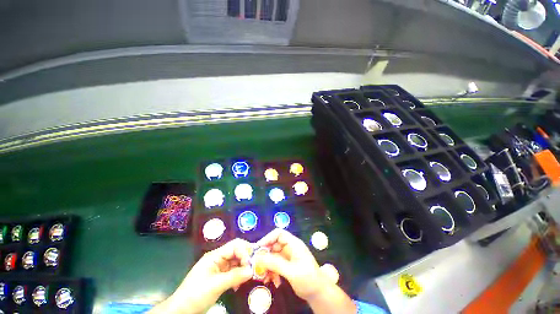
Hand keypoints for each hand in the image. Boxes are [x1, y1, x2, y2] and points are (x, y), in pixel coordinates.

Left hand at [149, 238, 252, 313]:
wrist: (181, 311)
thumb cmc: (195, 295)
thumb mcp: (215, 285)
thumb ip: (234, 276)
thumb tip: (251, 270)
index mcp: (215, 256)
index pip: (234, 246)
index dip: (244, 251)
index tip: (252, 262)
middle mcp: (218, 259)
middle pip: (236, 252)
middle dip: (246, 258)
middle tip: (254, 267)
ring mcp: (219, 268)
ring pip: (236, 262)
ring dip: (243, 268)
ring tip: (249, 276)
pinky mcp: (220, 277)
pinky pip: (233, 272)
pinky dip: (239, 275)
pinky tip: (240, 283)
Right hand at [255, 228, 328, 300]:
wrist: (319, 294)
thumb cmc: (308, 279)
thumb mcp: (291, 272)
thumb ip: (275, 264)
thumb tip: (258, 258)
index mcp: (293, 244)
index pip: (278, 234)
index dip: (268, 238)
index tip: (258, 249)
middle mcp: (290, 248)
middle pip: (274, 245)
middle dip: (265, 256)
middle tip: (257, 267)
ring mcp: (288, 257)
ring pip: (273, 256)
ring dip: (267, 266)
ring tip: (264, 278)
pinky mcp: (287, 265)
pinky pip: (275, 265)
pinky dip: (272, 271)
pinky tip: (272, 281)